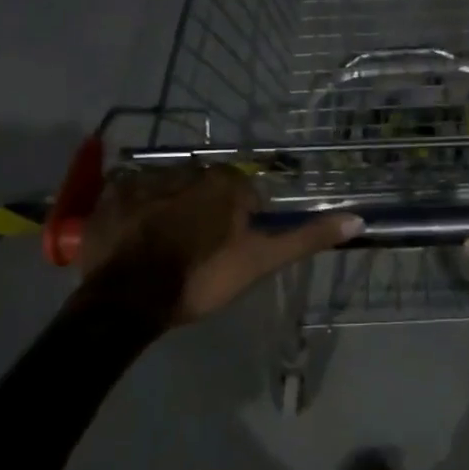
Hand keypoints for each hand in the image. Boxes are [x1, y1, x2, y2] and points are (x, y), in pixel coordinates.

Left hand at [73, 163, 361, 325]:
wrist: (128, 300)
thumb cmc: (201, 278)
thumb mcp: (260, 261)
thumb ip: (306, 238)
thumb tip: (358, 219)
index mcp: (225, 182)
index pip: (245, 193)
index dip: (242, 223)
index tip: (231, 250)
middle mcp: (186, 169)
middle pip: (206, 188)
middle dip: (206, 212)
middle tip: (198, 251)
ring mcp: (144, 179)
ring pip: (170, 189)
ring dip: (171, 209)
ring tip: (164, 248)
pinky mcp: (111, 194)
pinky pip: (132, 194)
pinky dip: (137, 211)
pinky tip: (135, 239)